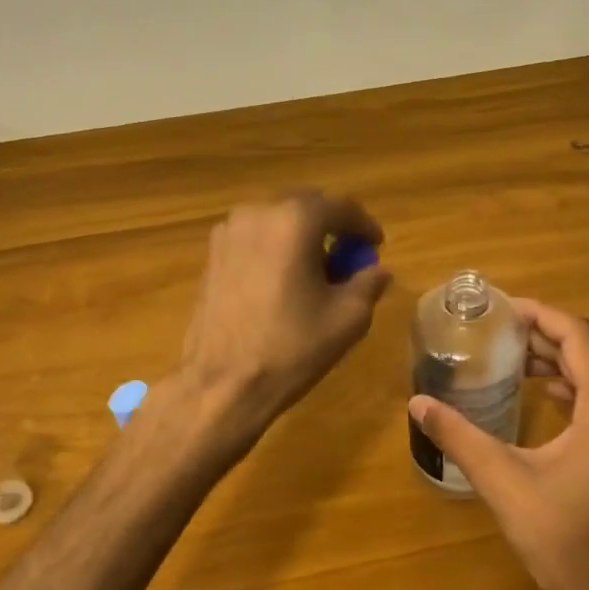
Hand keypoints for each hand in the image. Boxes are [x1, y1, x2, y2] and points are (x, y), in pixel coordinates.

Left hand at [180, 192, 392, 432]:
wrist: (223, 383)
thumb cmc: (291, 348)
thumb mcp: (348, 318)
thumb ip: (368, 283)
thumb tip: (377, 271)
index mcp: (295, 221)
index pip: (341, 207)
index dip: (364, 225)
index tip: (376, 246)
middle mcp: (257, 213)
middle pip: (305, 207)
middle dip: (331, 227)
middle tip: (349, 257)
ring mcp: (228, 232)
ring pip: (277, 221)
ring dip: (300, 237)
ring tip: (315, 272)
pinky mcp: (211, 255)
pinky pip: (254, 239)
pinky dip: (275, 249)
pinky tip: (283, 281)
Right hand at [408, 299, 588, 589]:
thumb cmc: (562, 537)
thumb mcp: (503, 481)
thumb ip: (459, 437)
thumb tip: (417, 402)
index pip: (577, 336)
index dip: (540, 315)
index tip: (503, 308)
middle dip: (546, 336)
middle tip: (501, 332)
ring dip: (561, 362)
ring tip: (516, 358)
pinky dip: (575, 387)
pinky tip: (546, 396)